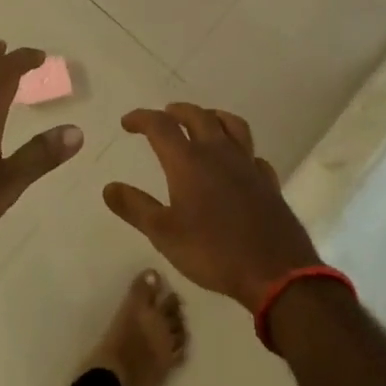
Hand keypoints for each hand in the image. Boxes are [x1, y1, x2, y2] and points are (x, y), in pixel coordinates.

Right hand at [105, 104, 321, 311]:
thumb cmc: (213, 252)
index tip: (127, 123)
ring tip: (203, 122)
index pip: (160, 125)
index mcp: (188, 161)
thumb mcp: (164, 234)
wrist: (277, 273)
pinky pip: (252, 154)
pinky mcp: (268, 182)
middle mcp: (218, 153)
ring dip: (212, 117)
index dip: (141, 118)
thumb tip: (108, 187)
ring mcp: (247, 165)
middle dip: (177, 111)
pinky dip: (240, 150)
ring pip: (231, 125)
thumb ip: (135, 207)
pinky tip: (237, 162)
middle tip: (165, 115)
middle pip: (198, 116)